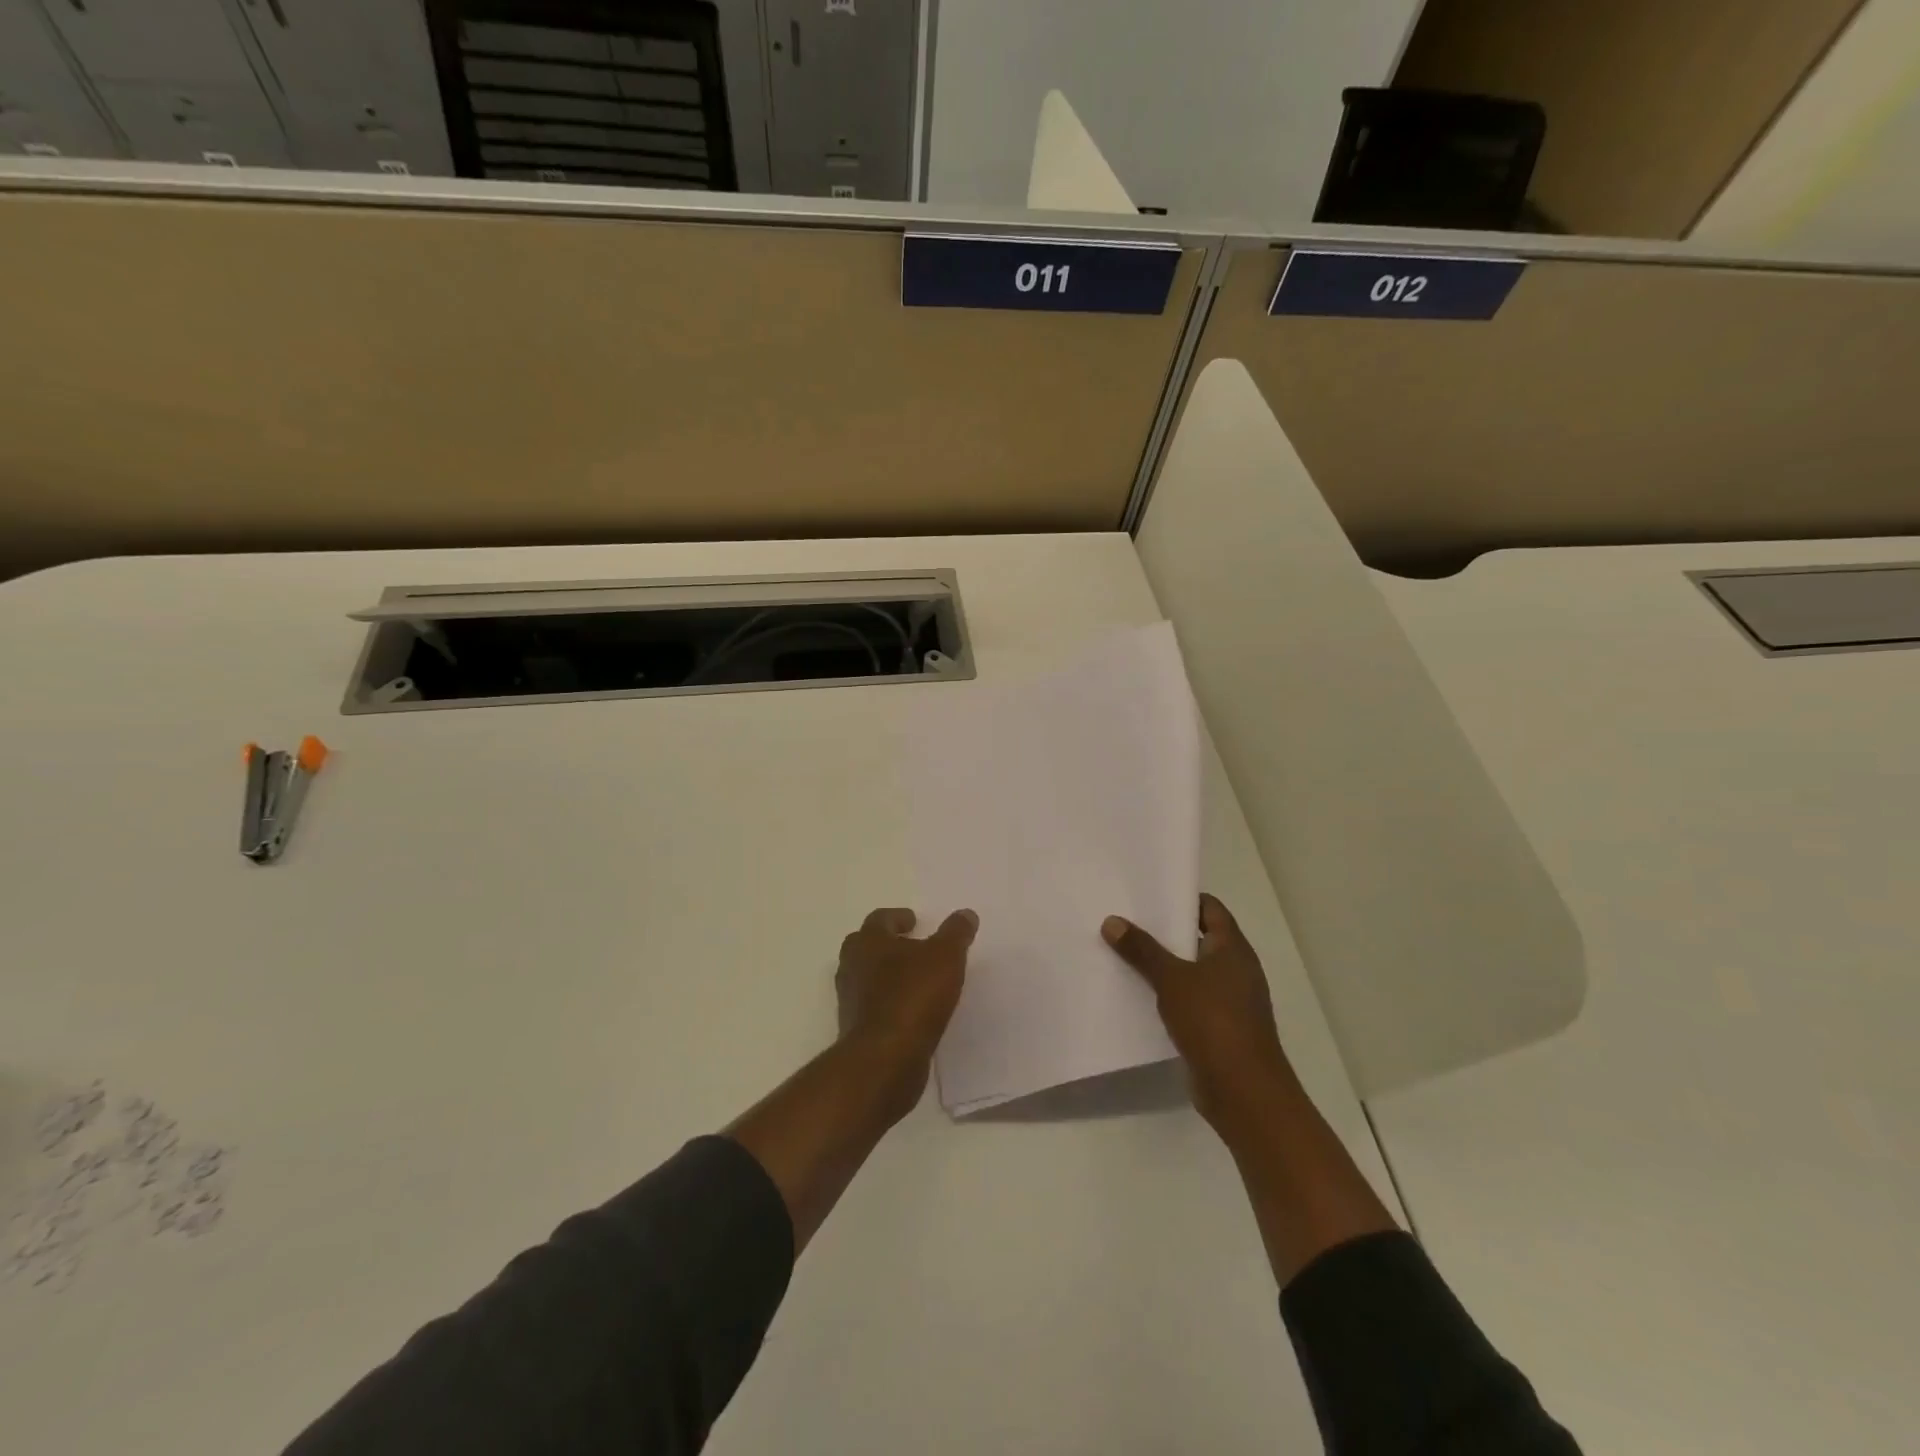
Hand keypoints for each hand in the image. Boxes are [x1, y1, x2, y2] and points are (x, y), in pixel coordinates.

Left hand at [835, 907, 977, 1120]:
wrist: (886, 1058)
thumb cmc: (913, 996)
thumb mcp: (946, 957)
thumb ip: (955, 933)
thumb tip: (966, 914)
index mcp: (868, 942)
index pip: (879, 920)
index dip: (897, 918)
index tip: (914, 921)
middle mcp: (852, 966)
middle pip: (865, 947)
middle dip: (886, 945)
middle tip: (910, 947)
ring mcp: (850, 1000)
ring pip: (866, 977)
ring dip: (886, 975)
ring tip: (915, 980)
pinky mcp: (856, 1030)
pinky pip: (872, 1006)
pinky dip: (888, 1003)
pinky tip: (911, 1010)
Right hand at [1102, 894, 1294, 1131]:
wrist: (1244, 1091)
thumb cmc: (1213, 1021)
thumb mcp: (1171, 979)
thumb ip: (1142, 950)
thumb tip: (1112, 921)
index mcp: (1233, 948)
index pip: (1210, 908)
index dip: (1181, 898)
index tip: (1147, 894)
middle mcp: (1236, 969)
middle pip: (1198, 939)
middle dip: (1164, 932)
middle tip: (1125, 920)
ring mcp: (1230, 1001)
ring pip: (1191, 972)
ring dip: (1163, 966)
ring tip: (1123, 954)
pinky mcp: (1219, 1029)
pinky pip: (1189, 1001)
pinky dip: (1168, 995)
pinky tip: (1138, 995)